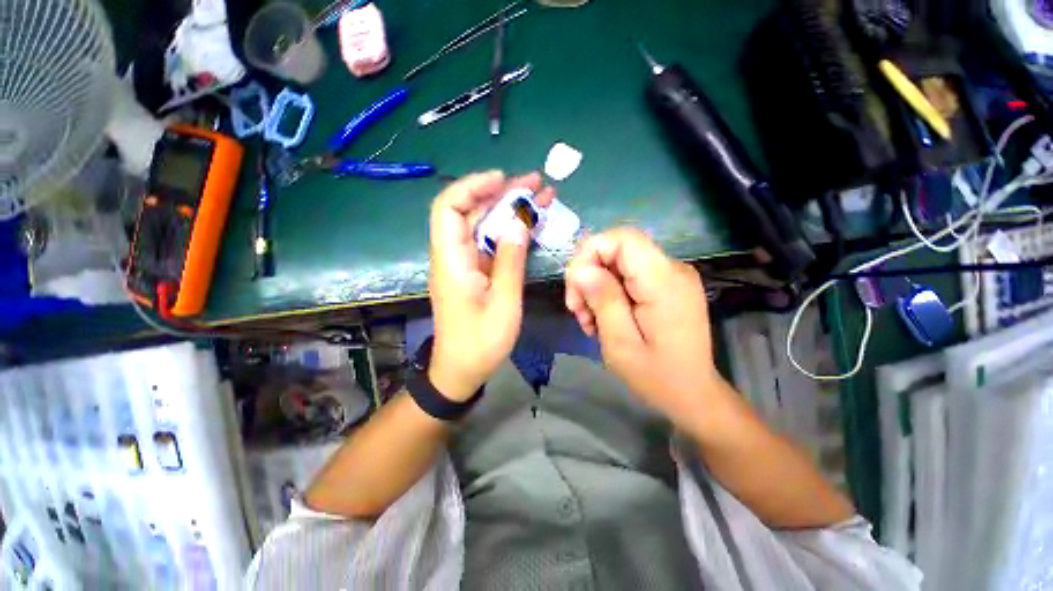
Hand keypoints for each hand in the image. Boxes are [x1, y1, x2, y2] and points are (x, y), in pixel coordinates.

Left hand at [428, 171, 553, 401]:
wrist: (461, 370)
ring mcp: (464, 263)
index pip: (448, 208)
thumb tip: (519, 223)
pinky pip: (490, 243)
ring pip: (484, 226)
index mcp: (451, 261)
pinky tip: (531, 224)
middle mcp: (453, 256)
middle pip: (471, 212)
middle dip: (502, 194)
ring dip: (510, 210)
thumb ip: (510, 261)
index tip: (503, 179)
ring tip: (541, 197)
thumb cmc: (481, 342)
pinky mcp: (474, 272)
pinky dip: (510, 231)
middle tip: (536, 184)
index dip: (472, 187)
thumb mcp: (503, 303)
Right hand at [564, 228, 721, 421]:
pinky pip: (629, 275)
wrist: (693, 395)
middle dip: (589, 274)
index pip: (623, 238)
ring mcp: (672, 276)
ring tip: (589, 320)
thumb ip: (603, 300)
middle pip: (618, 248)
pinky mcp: (666, 285)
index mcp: (664, 281)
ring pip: (619, 262)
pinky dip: (609, 292)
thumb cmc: (656, 376)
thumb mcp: (620, 343)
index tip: (575, 286)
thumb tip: (581, 268)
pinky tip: (604, 318)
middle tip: (578, 310)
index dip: (590, 252)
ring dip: (596, 287)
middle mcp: (672, 269)